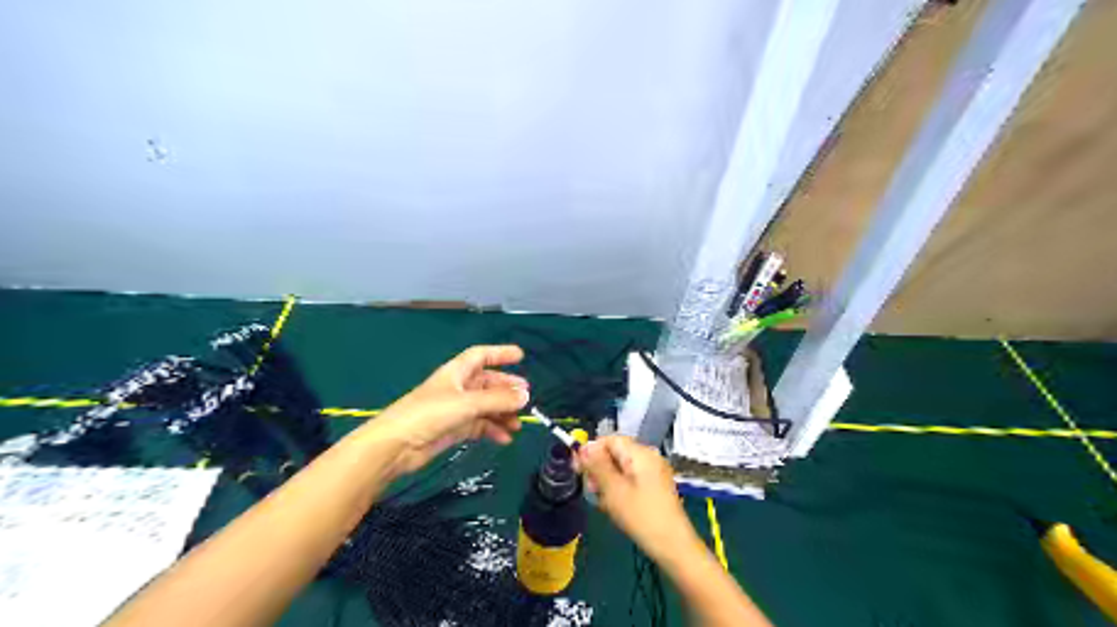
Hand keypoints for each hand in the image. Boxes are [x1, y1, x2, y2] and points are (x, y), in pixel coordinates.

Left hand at [363, 345, 529, 471]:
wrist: (395, 446)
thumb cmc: (428, 414)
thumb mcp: (466, 403)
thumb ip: (497, 400)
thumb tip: (526, 395)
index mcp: (457, 372)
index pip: (481, 356)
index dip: (500, 353)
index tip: (520, 355)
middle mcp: (458, 388)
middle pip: (487, 383)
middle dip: (506, 389)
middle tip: (526, 397)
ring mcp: (456, 409)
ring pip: (486, 407)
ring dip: (502, 413)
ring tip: (517, 424)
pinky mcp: (454, 429)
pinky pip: (480, 425)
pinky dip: (493, 430)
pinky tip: (505, 438)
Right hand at [576, 436, 694, 563]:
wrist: (674, 546)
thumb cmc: (641, 516)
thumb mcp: (613, 490)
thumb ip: (597, 465)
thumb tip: (584, 446)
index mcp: (640, 453)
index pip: (610, 440)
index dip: (591, 451)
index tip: (579, 470)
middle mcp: (649, 456)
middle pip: (616, 452)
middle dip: (600, 468)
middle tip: (593, 491)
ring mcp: (655, 471)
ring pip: (622, 467)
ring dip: (608, 481)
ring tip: (605, 502)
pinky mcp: (657, 486)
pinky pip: (632, 478)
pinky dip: (621, 488)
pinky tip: (617, 506)